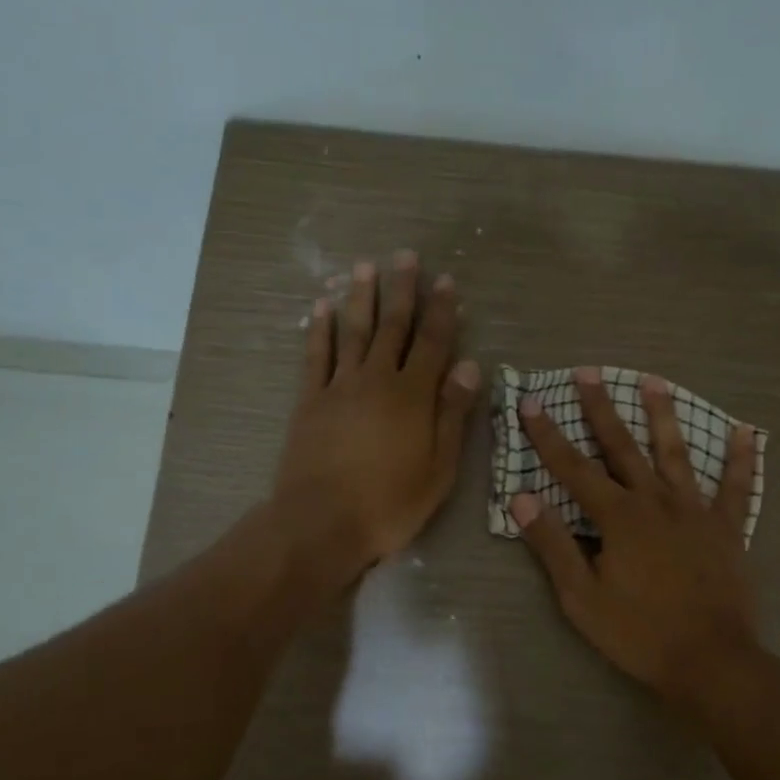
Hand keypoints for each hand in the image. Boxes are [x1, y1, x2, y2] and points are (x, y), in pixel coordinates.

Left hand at [273, 252, 481, 580]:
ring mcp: (339, 387)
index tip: (447, 281)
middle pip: (392, 327)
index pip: (432, 343)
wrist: (320, 523)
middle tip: (406, 256)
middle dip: (402, 290)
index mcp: (413, 396)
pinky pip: (315, 356)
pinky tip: (320, 308)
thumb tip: (469, 367)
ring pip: (353, 332)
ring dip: (360, 297)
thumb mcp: (439, 469)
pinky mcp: (310, 400)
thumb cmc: (389, 503)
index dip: (442, 311)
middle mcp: (376, 380)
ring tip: (365, 266)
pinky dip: (319, 330)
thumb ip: (452, 415)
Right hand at [510, 368, 761, 704]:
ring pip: (676, 454)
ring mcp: (695, 511)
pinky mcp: (727, 528)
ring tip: (654, 380)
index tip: (532, 401)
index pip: (573, 468)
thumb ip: (553, 545)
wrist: (710, 660)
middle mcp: (655, 502)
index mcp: (618, 518)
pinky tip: (747, 432)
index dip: (548, 434)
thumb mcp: (581, 597)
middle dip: (601, 408)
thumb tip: (520, 498)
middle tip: (588, 372)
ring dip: (663, 416)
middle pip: (623, 447)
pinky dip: (741, 460)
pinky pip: (736, 487)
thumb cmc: (638, 633)